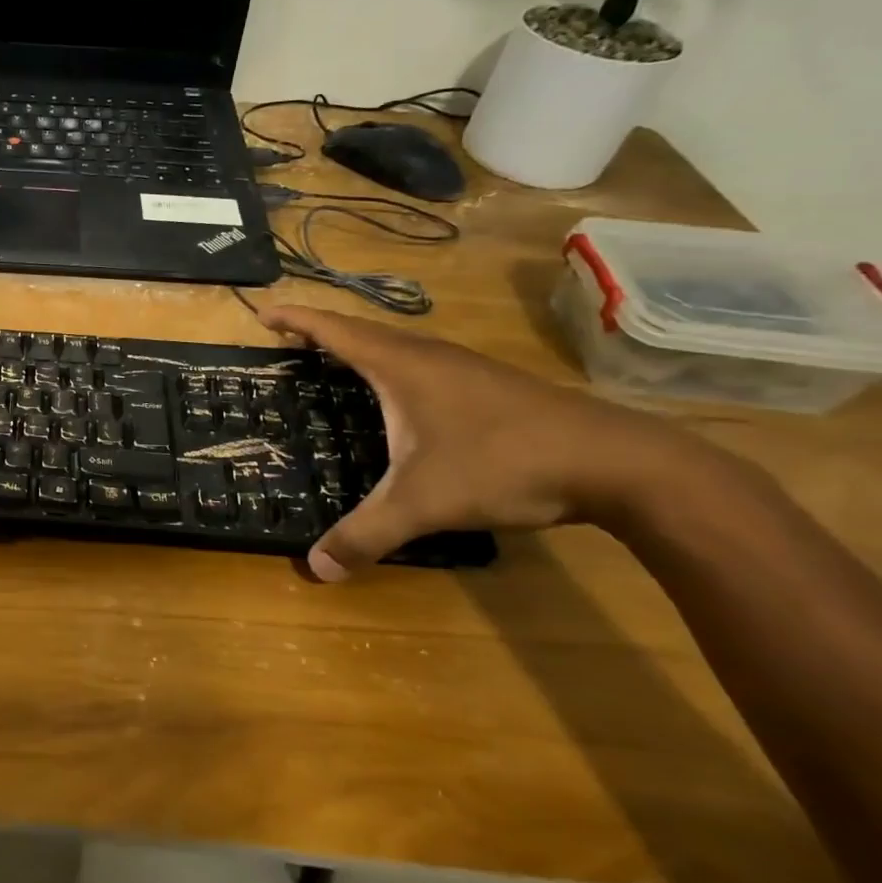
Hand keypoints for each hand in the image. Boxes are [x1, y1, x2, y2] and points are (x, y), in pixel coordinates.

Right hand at [261, 304, 721, 580]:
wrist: (619, 462)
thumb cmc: (505, 463)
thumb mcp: (424, 503)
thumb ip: (366, 534)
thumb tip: (315, 569)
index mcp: (401, 365)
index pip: (334, 329)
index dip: (295, 318)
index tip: (262, 312)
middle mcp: (429, 355)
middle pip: (362, 331)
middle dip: (320, 333)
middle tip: (288, 344)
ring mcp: (465, 367)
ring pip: (397, 346)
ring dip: (359, 349)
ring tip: (333, 366)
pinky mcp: (491, 386)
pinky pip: (423, 364)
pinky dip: (392, 368)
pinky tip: (400, 399)